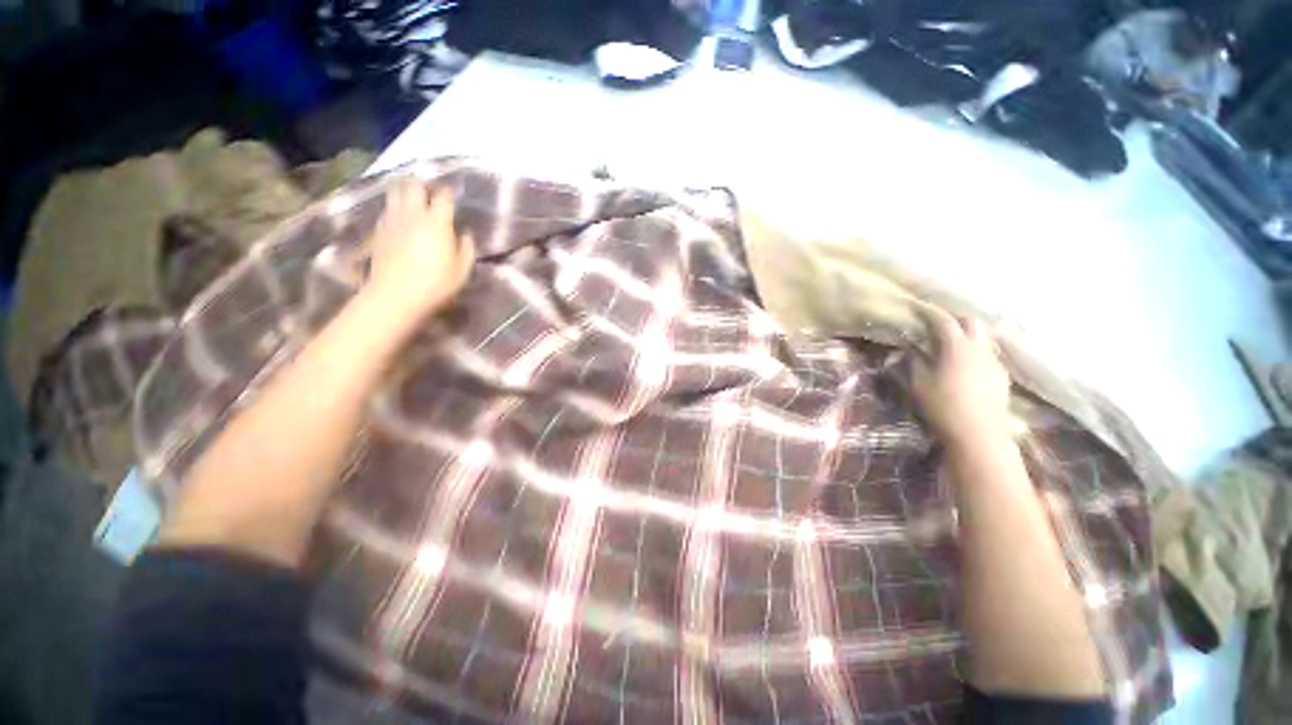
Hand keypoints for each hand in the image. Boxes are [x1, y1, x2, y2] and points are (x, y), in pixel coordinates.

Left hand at [364, 179, 475, 317]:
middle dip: (423, 185)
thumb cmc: (436, 284)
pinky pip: (387, 209)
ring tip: (412, 195)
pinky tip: (399, 215)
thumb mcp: (462, 270)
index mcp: (437, 222)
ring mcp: (393, 220)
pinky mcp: (379, 230)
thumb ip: (466, 248)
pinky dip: (394, 206)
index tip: (452, 194)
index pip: (443, 197)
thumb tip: (464, 234)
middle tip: (430, 190)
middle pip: (414, 186)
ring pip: (395, 192)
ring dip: (405, 190)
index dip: (448, 192)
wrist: (395, 295)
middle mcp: (413, 214)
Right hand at [909, 310, 1012, 451]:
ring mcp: (994, 362)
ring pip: (983, 338)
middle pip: (972, 322)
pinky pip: (989, 355)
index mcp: (957, 347)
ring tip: (952, 346)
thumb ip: (912, 363)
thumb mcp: (918, 384)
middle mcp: (979, 349)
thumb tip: (909, 351)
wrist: (979, 433)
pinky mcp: (1001, 377)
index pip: (943, 321)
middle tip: (938, 327)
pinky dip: (976, 353)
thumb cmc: (943, 406)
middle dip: (955, 320)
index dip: (929, 313)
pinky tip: (966, 366)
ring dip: (967, 336)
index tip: (917, 308)